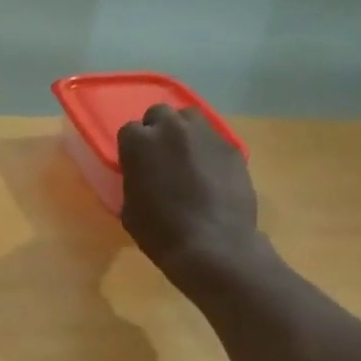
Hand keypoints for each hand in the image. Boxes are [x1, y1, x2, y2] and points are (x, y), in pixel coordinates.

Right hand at [117, 104, 261, 286]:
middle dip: (158, 131)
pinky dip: (208, 153)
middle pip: (160, 114)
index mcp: (139, 143)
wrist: (212, 246)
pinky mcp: (231, 147)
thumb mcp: (130, 210)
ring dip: (184, 133)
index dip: (132, 149)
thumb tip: (143, 175)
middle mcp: (172, 128)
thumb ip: (134, 181)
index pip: (129, 131)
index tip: (136, 165)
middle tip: (161, 157)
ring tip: (187, 159)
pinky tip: (211, 177)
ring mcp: (206, 134)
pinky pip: (214, 141)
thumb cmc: (160, 233)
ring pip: (190, 119)